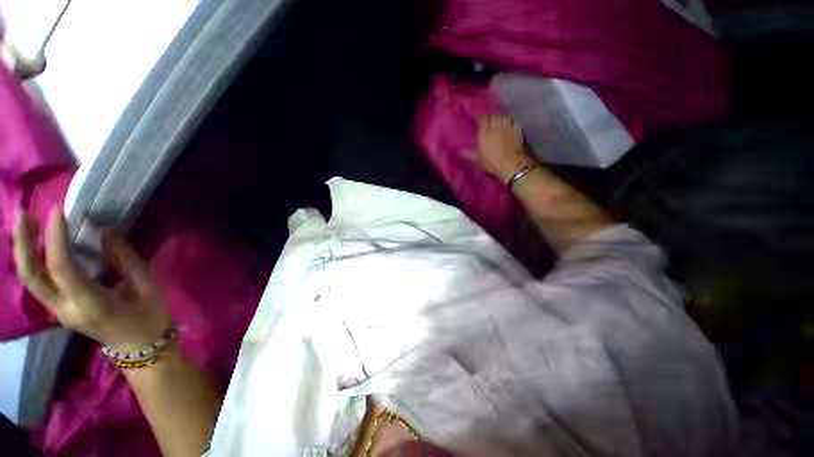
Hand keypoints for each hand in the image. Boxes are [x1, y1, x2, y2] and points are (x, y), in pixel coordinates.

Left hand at [13, 208, 170, 348]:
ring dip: (22, 249)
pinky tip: (35, 243)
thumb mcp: (147, 287)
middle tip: (23, 211)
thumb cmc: (149, 318)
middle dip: (23, 243)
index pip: (62, 269)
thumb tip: (106, 231)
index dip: (55, 238)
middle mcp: (65, 309)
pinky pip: (39, 282)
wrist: (140, 348)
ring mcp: (59, 310)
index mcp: (90, 305)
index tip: (58, 211)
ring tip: (24, 221)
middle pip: (31, 276)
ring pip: (29, 279)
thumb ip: (126, 260)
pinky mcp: (59, 308)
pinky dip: (32, 259)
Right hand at [470, 115, 536, 182]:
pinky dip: (507, 119)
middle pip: (491, 116)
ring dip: (497, 117)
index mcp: (484, 132)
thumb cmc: (493, 163)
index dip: (477, 118)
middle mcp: (495, 125)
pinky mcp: (517, 128)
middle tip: (485, 121)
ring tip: (495, 121)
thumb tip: (459, 150)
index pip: (480, 118)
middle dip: (487, 117)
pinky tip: (506, 123)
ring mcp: (507, 125)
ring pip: (501, 116)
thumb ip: (468, 153)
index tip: (475, 120)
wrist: (512, 165)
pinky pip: (511, 119)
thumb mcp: (478, 160)